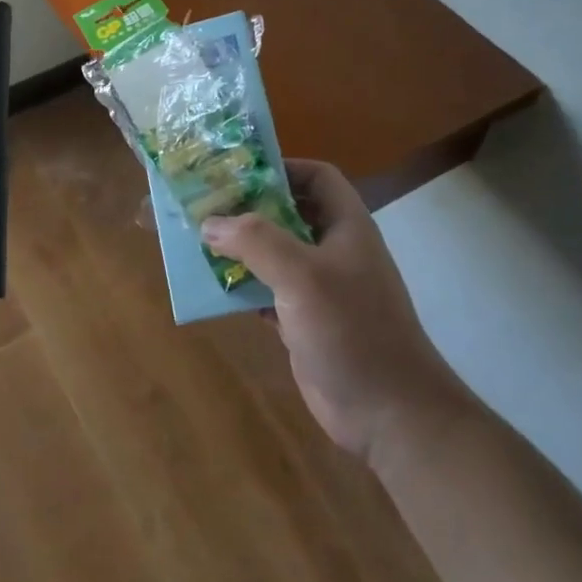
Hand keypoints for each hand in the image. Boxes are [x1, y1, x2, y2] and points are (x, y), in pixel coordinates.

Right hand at [203, 161, 470, 465]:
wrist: (388, 413)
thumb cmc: (352, 331)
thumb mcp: (303, 276)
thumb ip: (255, 241)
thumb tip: (209, 223)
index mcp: (345, 226)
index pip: (316, 177)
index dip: (280, 168)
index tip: (234, 172)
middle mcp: (332, 250)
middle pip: (285, 213)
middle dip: (245, 207)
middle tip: (199, 204)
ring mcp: (318, 288)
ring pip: (270, 254)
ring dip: (235, 247)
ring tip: (192, 240)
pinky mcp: (303, 321)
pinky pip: (264, 290)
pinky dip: (238, 285)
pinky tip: (208, 286)